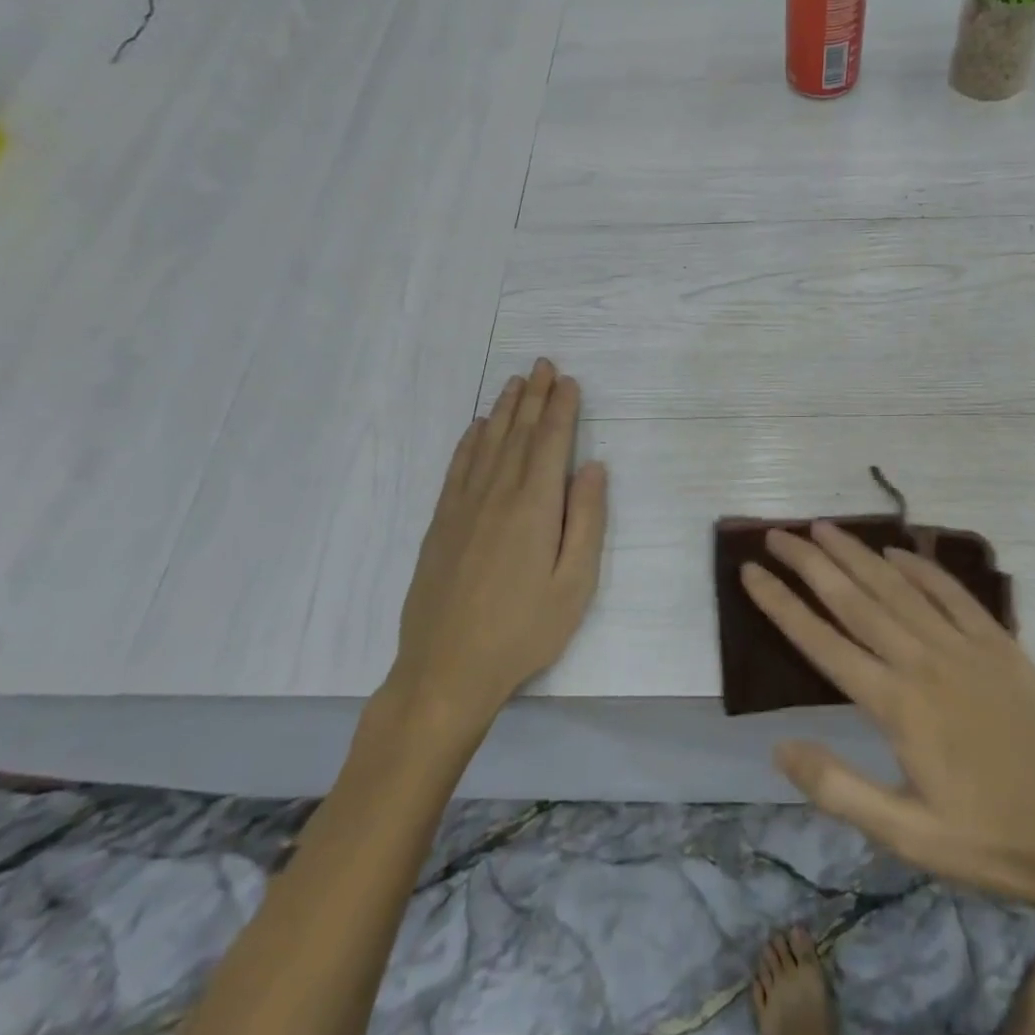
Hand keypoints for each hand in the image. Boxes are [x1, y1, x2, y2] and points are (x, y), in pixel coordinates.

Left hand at [388, 359, 607, 726]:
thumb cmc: (523, 631)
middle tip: (543, 365)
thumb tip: (593, 467)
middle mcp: (496, 494)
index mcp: (534, 507)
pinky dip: (470, 441)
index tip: (569, 381)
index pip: (550, 443)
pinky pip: (458, 468)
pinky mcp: (441, 523)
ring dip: (504, 410)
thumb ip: (586, 521)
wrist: (446, 669)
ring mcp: (463, 507)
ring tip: (516, 383)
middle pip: (518, 434)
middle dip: (534, 397)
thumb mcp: (574, 584)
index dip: (561, 409)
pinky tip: (477, 428)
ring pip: (487, 444)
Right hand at [742, 523, 1034, 933]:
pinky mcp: (999, 644)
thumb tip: (778, 747)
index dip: (781, 605)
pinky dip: (921, 567)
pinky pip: (951, 592)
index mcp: (897, 706)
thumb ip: (839, 789)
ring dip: (857, 554)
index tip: (750, 572)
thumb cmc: (995, 841)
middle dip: (811, 563)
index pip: (822, 643)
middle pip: (855, 599)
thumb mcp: (908, 837)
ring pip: (897, 586)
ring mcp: (965, 646)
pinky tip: (898, 552)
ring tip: (824, 528)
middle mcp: (924, 661)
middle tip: (777, 533)